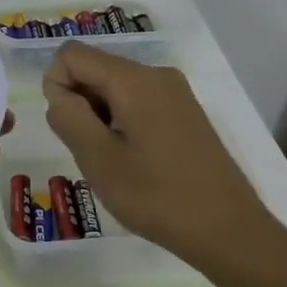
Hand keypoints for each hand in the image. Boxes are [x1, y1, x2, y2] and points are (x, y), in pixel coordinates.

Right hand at [41, 42, 274, 268]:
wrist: (229, 231)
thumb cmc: (157, 196)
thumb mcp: (98, 159)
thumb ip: (68, 116)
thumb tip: (58, 92)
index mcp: (134, 79)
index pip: (72, 55)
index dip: (57, 86)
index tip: (69, 129)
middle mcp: (156, 74)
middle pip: (96, 68)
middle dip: (80, 103)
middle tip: (92, 151)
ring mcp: (176, 93)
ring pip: (116, 87)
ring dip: (101, 117)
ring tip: (115, 162)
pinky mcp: (186, 112)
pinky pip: (138, 101)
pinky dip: (123, 123)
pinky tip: (136, 162)